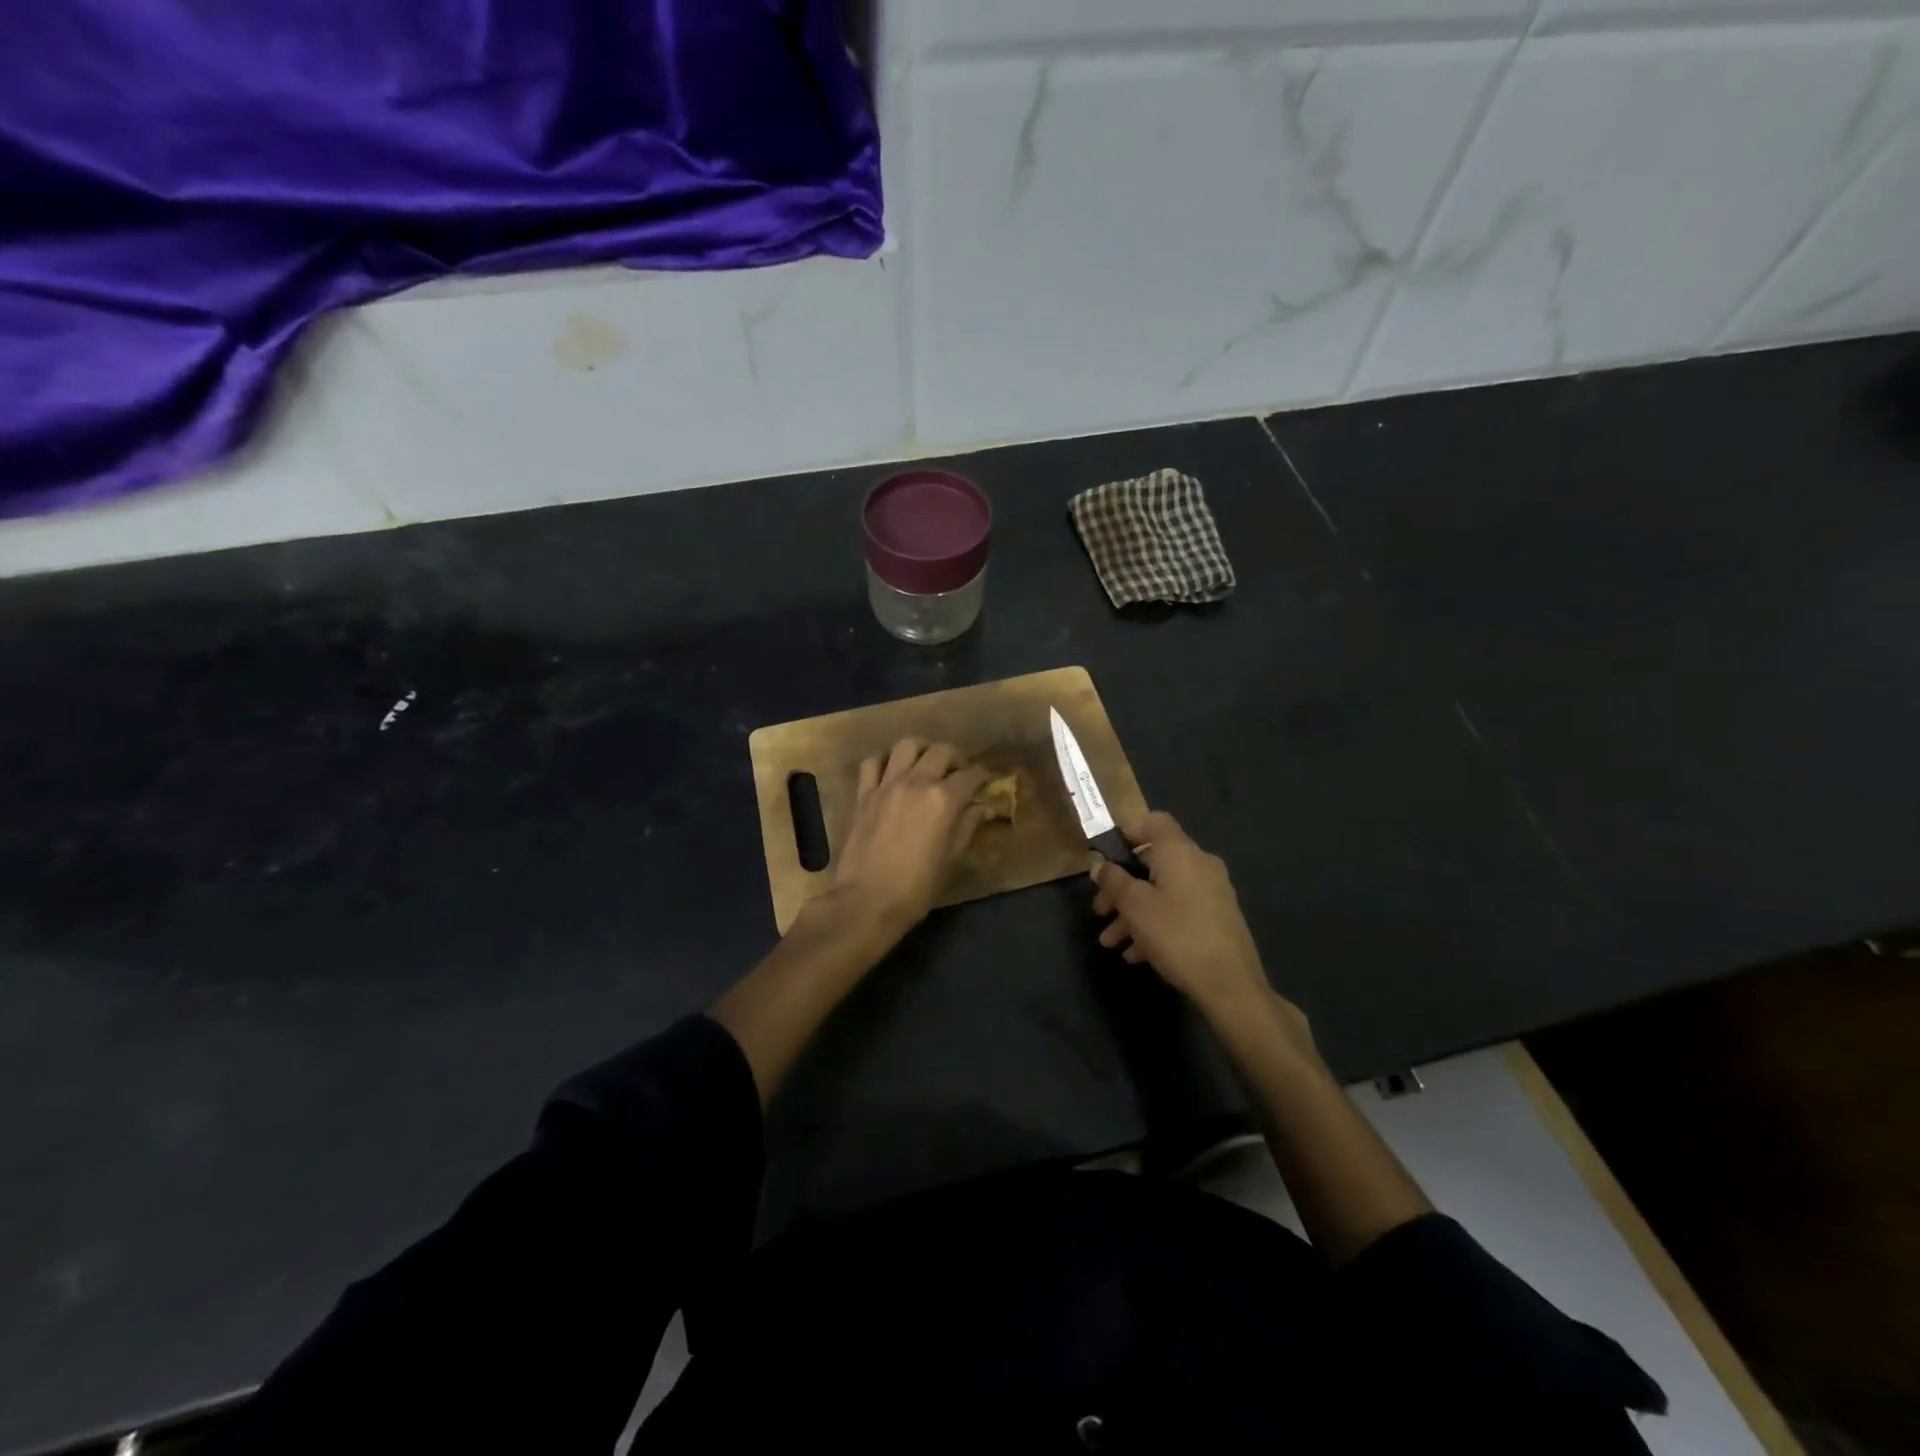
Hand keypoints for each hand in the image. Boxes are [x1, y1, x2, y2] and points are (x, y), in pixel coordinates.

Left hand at [818, 738, 988, 939]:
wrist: (867, 901)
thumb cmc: (917, 887)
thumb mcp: (952, 858)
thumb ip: (967, 826)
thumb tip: (980, 808)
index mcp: (943, 800)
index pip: (970, 775)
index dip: (982, 776)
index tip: (986, 781)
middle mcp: (916, 783)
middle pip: (941, 751)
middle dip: (956, 758)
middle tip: (959, 772)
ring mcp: (886, 785)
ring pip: (907, 745)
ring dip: (922, 749)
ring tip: (926, 763)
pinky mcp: (864, 794)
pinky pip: (873, 762)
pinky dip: (885, 760)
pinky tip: (892, 771)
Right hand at [1090, 811, 1297, 1029]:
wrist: (1230, 984)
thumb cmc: (1176, 934)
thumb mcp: (1134, 906)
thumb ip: (1113, 880)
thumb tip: (1100, 864)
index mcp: (1180, 852)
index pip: (1155, 822)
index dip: (1129, 833)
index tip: (1108, 858)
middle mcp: (1199, 864)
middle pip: (1154, 862)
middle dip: (1122, 885)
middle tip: (1099, 910)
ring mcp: (1212, 893)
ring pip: (1164, 892)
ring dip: (1134, 912)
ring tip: (1111, 942)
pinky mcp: (1218, 919)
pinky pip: (1179, 911)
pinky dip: (1156, 924)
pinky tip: (1137, 955)